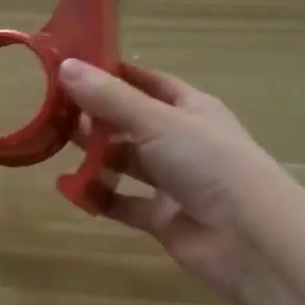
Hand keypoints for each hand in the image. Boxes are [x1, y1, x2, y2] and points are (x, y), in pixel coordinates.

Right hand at [59, 59, 295, 298]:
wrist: (251, 239)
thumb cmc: (208, 162)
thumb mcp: (156, 120)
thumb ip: (109, 98)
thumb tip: (64, 65)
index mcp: (190, 108)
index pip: (146, 82)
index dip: (112, 74)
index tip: (71, 68)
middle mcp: (181, 141)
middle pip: (130, 122)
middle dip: (95, 117)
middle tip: (52, 110)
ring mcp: (172, 181)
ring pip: (125, 162)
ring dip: (94, 155)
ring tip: (54, 145)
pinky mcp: (162, 218)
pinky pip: (122, 202)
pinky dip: (99, 196)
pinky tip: (70, 189)